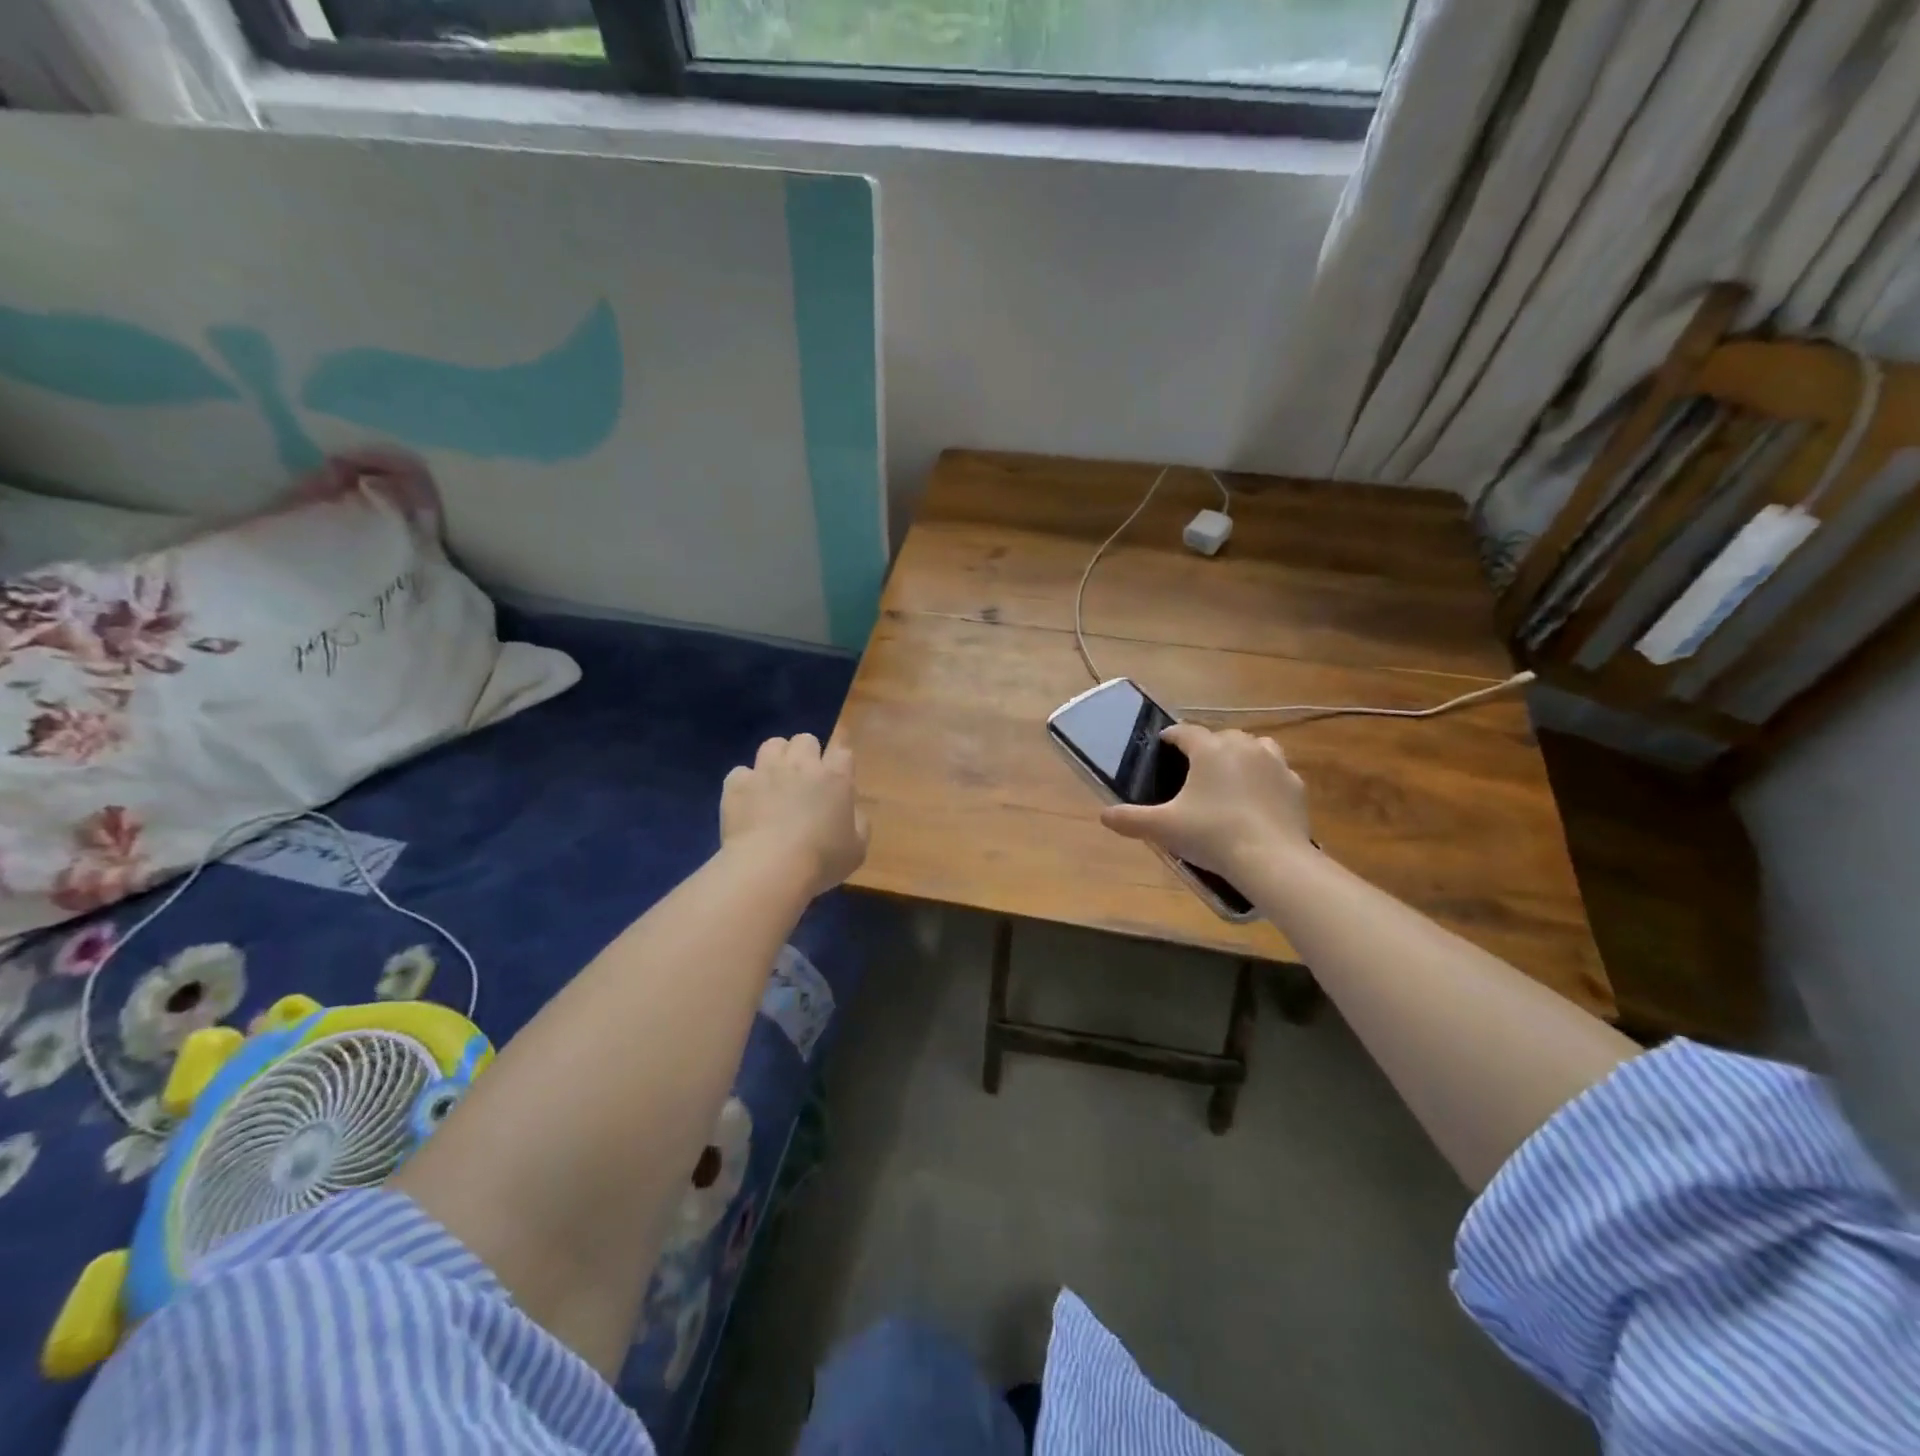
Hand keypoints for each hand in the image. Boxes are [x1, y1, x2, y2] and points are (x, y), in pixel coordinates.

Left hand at [721, 734, 869, 897]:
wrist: (769, 868)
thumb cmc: (821, 860)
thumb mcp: (857, 849)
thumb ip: (858, 823)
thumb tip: (851, 811)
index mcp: (835, 778)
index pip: (842, 752)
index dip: (840, 764)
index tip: (837, 781)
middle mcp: (801, 765)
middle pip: (805, 740)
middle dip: (806, 754)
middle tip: (805, 780)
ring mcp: (766, 771)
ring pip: (772, 745)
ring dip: (776, 759)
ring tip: (775, 781)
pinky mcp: (737, 785)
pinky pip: (741, 773)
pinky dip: (745, 784)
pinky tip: (747, 801)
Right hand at [1101, 723, 1310, 878]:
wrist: (1272, 859)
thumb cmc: (1212, 834)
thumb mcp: (1163, 828)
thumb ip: (1130, 819)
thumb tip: (1104, 815)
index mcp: (1209, 749)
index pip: (1185, 731)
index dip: (1170, 737)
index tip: (1162, 746)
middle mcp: (1243, 746)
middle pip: (1220, 737)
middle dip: (1206, 748)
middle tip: (1192, 772)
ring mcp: (1274, 763)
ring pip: (1254, 747)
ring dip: (1240, 756)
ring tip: (1229, 778)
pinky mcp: (1295, 785)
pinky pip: (1276, 772)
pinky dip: (1265, 779)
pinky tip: (1257, 800)